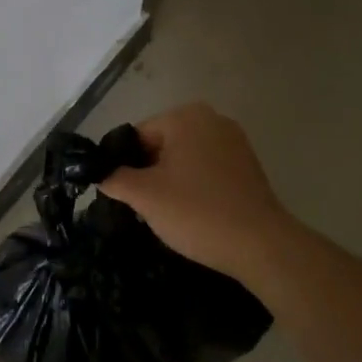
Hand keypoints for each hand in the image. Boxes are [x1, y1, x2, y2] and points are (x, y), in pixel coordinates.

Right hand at [97, 103, 295, 279]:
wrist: (260, 245)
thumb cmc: (197, 212)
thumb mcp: (145, 196)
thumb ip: (114, 178)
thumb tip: (101, 173)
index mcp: (186, 116)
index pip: (137, 135)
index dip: (124, 165)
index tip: (123, 196)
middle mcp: (212, 119)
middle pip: (162, 145)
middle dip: (148, 173)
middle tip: (144, 208)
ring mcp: (234, 142)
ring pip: (184, 159)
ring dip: (171, 182)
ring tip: (168, 215)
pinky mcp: (247, 165)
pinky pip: (207, 170)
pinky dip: (195, 187)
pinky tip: (193, 214)